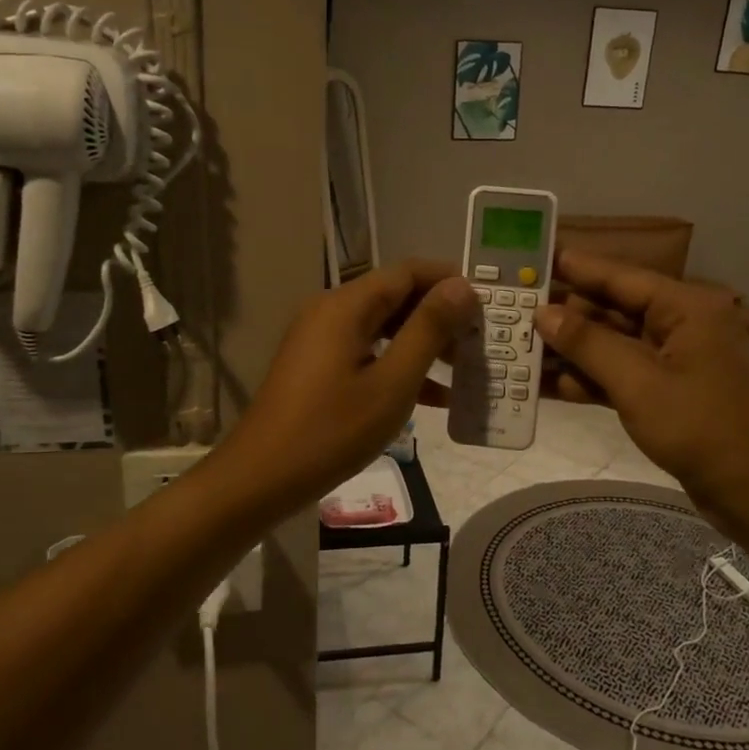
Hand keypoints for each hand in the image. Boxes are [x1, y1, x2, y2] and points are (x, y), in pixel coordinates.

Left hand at [217, 261, 477, 508]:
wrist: (261, 477)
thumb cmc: (332, 430)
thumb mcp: (392, 383)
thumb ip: (428, 330)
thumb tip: (462, 287)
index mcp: (345, 305)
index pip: (406, 272)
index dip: (448, 282)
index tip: (487, 306)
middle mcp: (330, 311)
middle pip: (394, 297)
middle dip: (440, 316)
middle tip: (480, 342)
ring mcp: (320, 339)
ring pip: (383, 327)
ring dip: (423, 344)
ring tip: (464, 369)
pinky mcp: (317, 366)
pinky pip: (366, 351)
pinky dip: (398, 365)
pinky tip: (433, 397)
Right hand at [534, 250, 748, 526]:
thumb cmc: (702, 428)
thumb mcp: (638, 382)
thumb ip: (588, 343)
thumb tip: (543, 313)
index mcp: (684, 308)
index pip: (619, 277)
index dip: (574, 267)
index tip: (532, 258)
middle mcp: (679, 326)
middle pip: (612, 310)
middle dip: (564, 314)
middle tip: (511, 310)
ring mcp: (673, 361)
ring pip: (611, 345)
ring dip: (570, 350)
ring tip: (517, 347)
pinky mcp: (665, 393)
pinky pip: (618, 375)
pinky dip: (587, 380)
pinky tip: (544, 385)